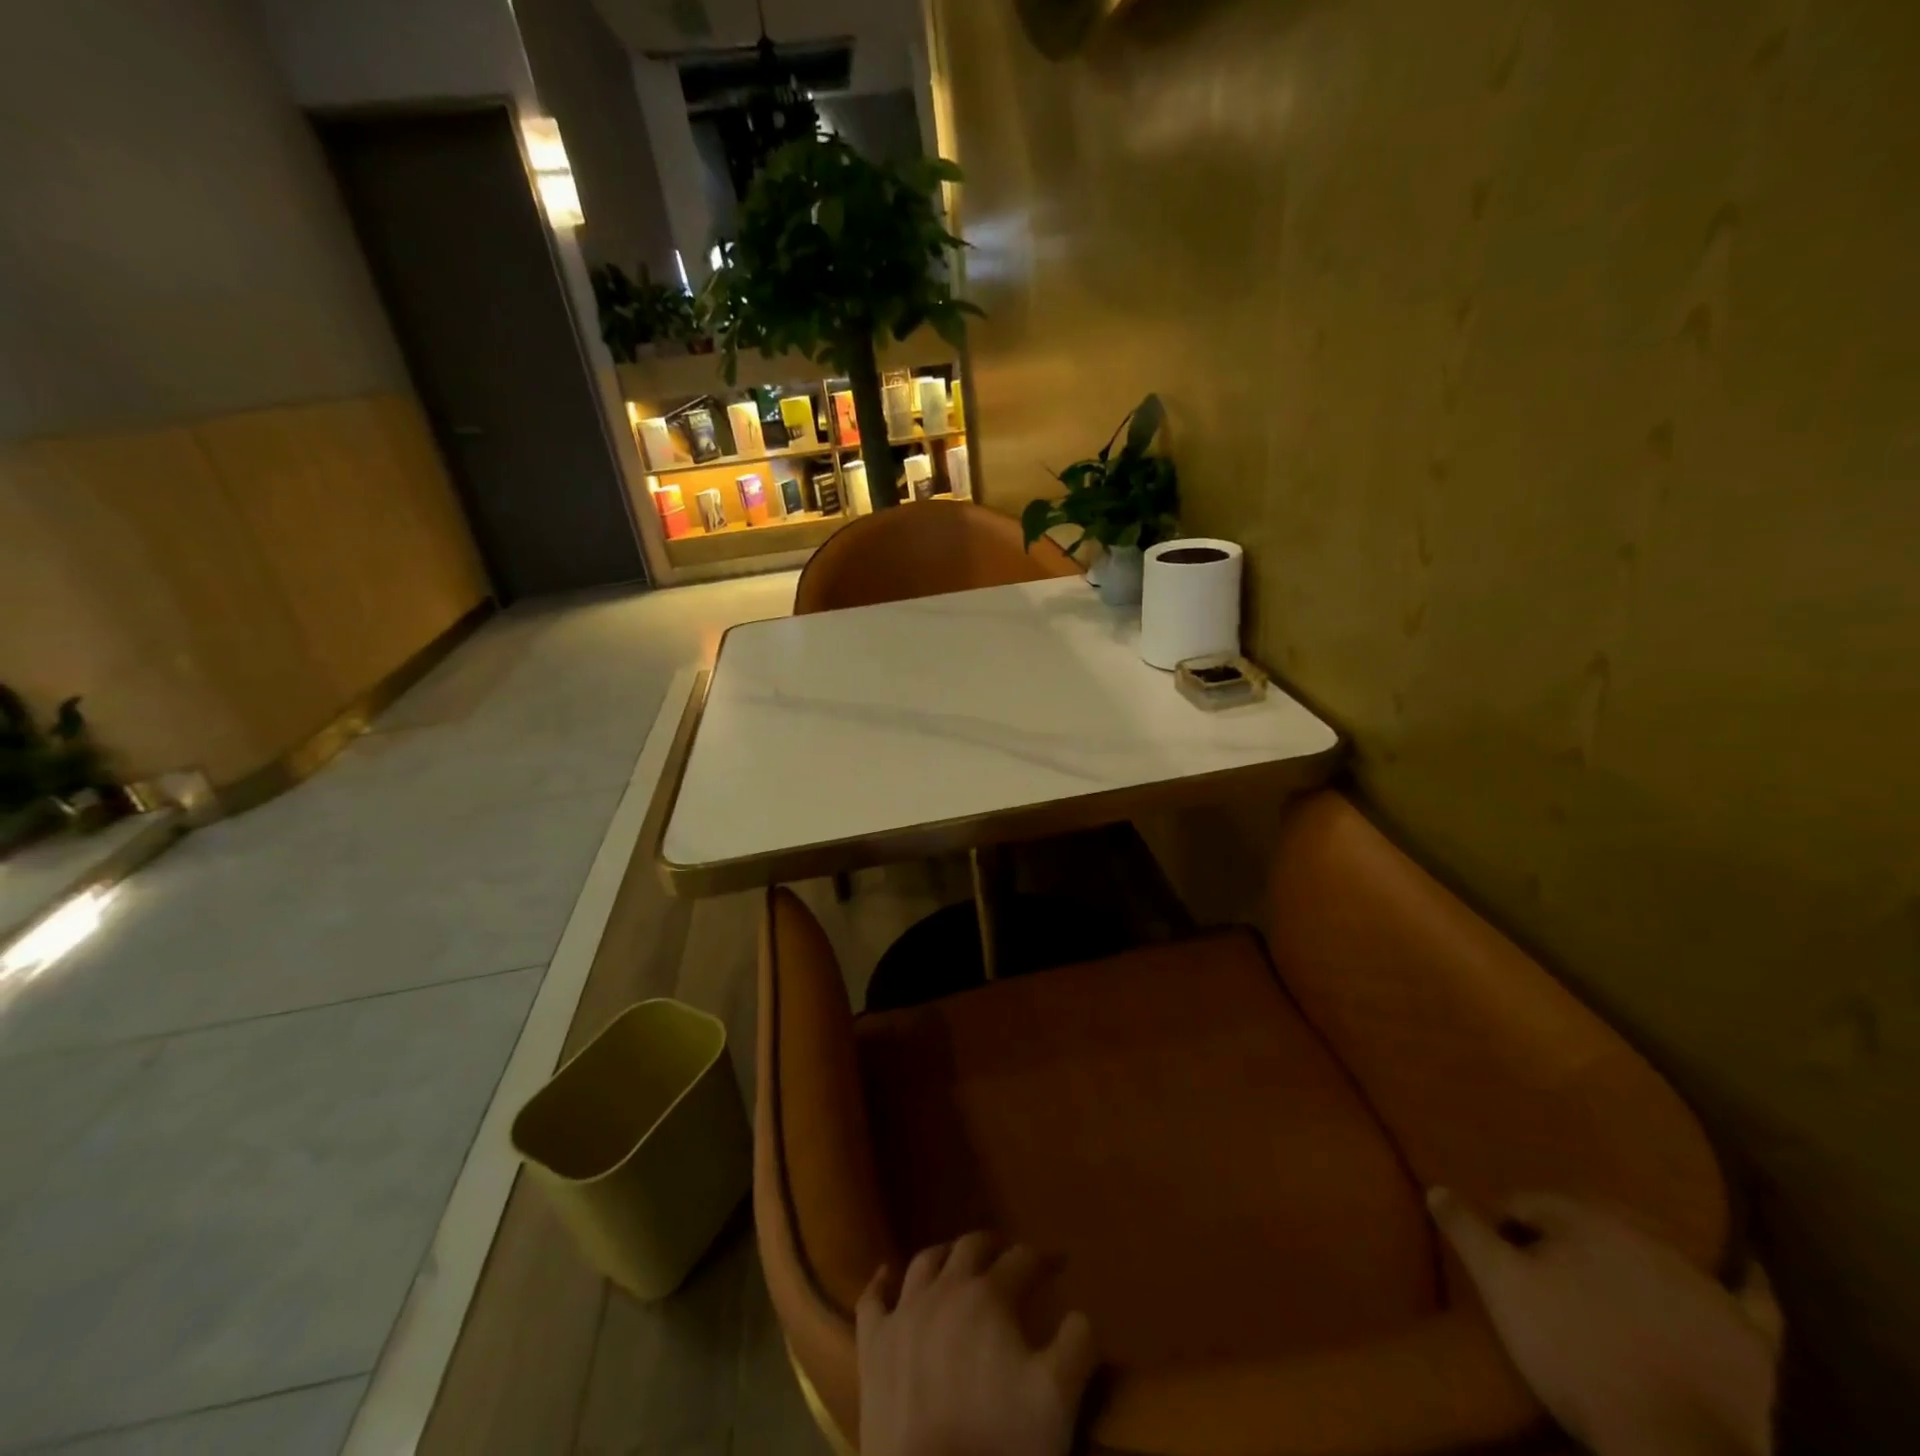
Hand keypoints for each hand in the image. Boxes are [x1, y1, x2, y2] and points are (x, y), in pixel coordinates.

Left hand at [856, 1232, 1097, 1455]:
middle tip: (1009, 1254)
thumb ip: (1077, 1346)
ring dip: (946, 1255)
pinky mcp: (873, 1346)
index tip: (1059, 1263)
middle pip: (971, 1248)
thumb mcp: (1058, 1400)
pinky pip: (872, 1300)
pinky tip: (887, 1274)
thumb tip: (1079, 1314)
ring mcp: (904, 1313)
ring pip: (924, 1263)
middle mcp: (945, 1289)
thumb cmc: (1000, 1445)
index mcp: (990, 1296)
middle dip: (995, 1246)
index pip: (1023, 1260)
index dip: (1044, 1259)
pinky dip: (881, 1282)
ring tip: (958, 1259)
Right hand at [1428, 1188, 1776, 1455]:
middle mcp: (1645, 1235)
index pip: (1529, 1203)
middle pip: (1592, 1220)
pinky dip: (1743, 1280)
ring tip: (1611, 1281)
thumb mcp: (1501, 1285)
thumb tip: (1436, 1187)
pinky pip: (1751, 1297)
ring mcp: (1704, 1285)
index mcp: (1584, 1218)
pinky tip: (1744, 1269)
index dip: (1507, 1225)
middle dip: (1567, 1235)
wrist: (1671, 1444)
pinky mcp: (1749, 1335)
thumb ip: (1467, 1229)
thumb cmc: (1572, 1351)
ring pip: (1657, 1250)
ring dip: (1632, 1255)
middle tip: (1546, 1269)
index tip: (1498, 1254)